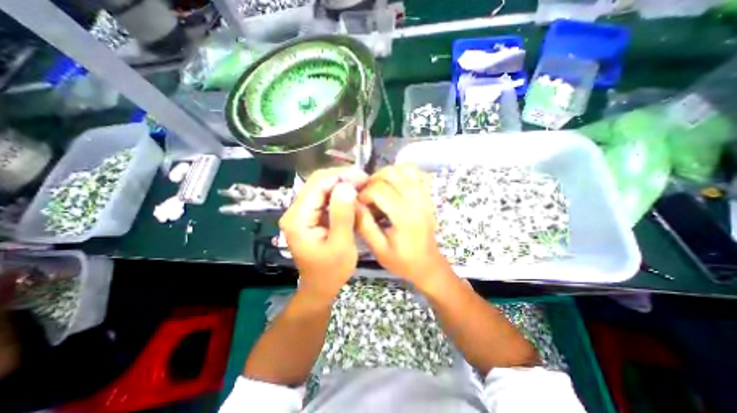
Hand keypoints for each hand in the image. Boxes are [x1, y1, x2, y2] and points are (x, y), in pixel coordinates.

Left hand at [280, 166, 368, 299]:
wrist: (320, 286)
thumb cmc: (332, 270)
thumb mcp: (341, 245)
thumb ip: (342, 215)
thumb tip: (347, 186)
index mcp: (298, 219)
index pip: (317, 185)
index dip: (340, 177)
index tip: (362, 176)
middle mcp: (295, 211)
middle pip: (317, 183)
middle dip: (341, 178)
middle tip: (364, 180)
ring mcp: (301, 212)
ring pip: (321, 188)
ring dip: (341, 184)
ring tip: (361, 186)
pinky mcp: (309, 215)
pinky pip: (324, 197)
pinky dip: (339, 194)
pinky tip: (352, 196)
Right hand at [357, 165, 449, 290]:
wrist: (428, 265)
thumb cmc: (403, 261)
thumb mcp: (379, 249)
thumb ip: (364, 225)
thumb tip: (353, 204)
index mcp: (404, 216)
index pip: (379, 190)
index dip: (364, 193)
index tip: (359, 204)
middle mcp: (417, 201)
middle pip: (391, 174)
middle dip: (373, 181)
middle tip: (367, 194)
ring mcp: (425, 196)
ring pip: (405, 169)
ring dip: (388, 173)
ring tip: (379, 186)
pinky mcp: (428, 196)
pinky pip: (418, 173)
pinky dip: (404, 172)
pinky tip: (396, 183)